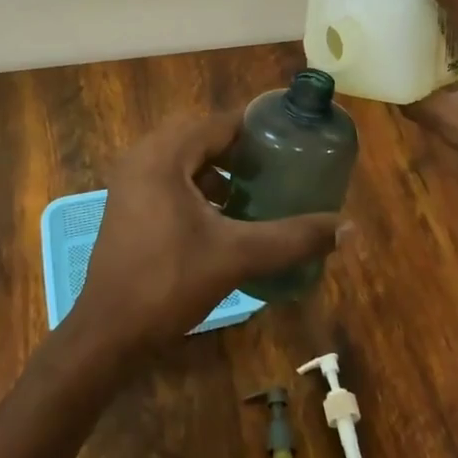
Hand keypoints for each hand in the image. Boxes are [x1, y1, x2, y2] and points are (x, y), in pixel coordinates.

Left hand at [71, 110, 344, 358]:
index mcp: (163, 154)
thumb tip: (349, 228)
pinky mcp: (128, 205)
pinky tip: (225, 217)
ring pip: (185, 159)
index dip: (259, 130)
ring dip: (220, 170)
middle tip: (279, 167)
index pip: (220, 122)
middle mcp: (142, 156)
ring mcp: (131, 181)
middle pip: (202, 136)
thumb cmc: (168, 283)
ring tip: (258, 191)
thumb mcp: (236, 256)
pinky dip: (199, 188)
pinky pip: (170, 179)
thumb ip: (292, 238)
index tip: (294, 141)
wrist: (107, 334)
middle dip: (241, 150)